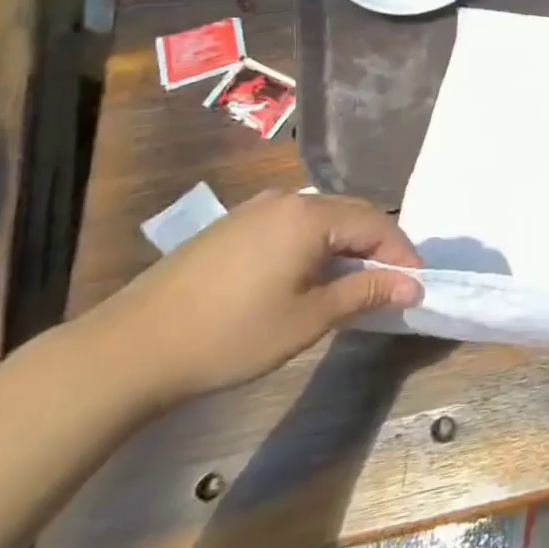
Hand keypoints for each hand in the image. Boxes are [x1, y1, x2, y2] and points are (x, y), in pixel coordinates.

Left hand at [77, 191, 424, 413]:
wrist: (131, 348)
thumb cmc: (231, 335)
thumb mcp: (308, 319)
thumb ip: (364, 293)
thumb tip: (411, 285)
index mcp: (310, 215)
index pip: (376, 224)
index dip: (402, 255)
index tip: (417, 286)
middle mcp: (287, 199)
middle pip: (352, 214)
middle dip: (378, 246)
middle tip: (392, 284)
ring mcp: (256, 209)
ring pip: (321, 218)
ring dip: (346, 245)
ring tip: (354, 282)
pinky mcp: (233, 226)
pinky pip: (292, 225)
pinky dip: (315, 245)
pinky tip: (309, 275)